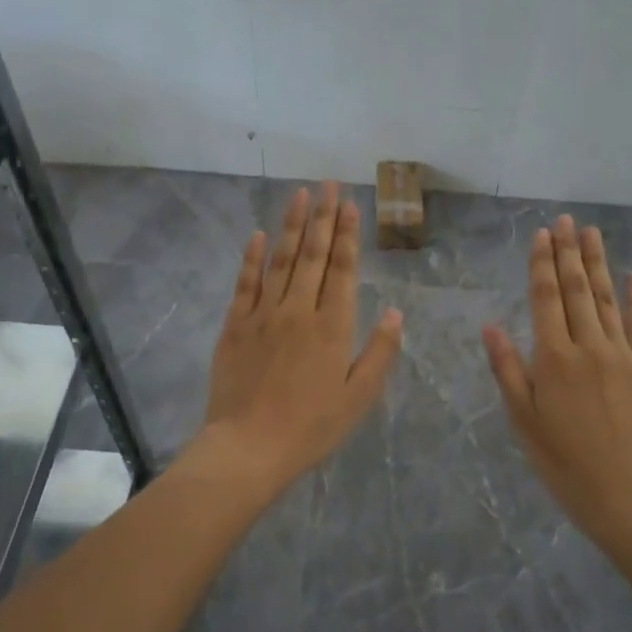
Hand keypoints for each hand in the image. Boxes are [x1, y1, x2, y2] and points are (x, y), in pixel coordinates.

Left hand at [198, 181, 403, 497]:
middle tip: (327, 184)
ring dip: (290, 225)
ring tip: (299, 195)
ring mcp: (263, 315)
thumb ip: (379, 352)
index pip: (343, 269)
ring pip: (279, 260)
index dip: (347, 235)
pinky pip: (245, 283)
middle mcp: (299, 310)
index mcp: (332, 327)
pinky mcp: (235, 326)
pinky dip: (252, 258)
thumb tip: (397, 313)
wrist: (249, 447)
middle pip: (312, 255)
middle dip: (322, 217)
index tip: (349, 204)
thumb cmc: (311, 427)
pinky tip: (258, 235)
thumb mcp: (358, 397)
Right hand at [483, 216, 631, 535]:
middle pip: (577, 290)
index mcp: (554, 359)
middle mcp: (589, 347)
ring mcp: (623, 356)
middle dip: (569, 252)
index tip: (541, 235)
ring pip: (607, 299)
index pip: (546, 299)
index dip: (542, 265)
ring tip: (592, 233)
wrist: (626, 494)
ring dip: (598, 264)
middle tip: (565, 220)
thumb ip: (507, 370)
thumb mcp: (523, 420)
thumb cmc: (563, 461)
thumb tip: (490, 326)